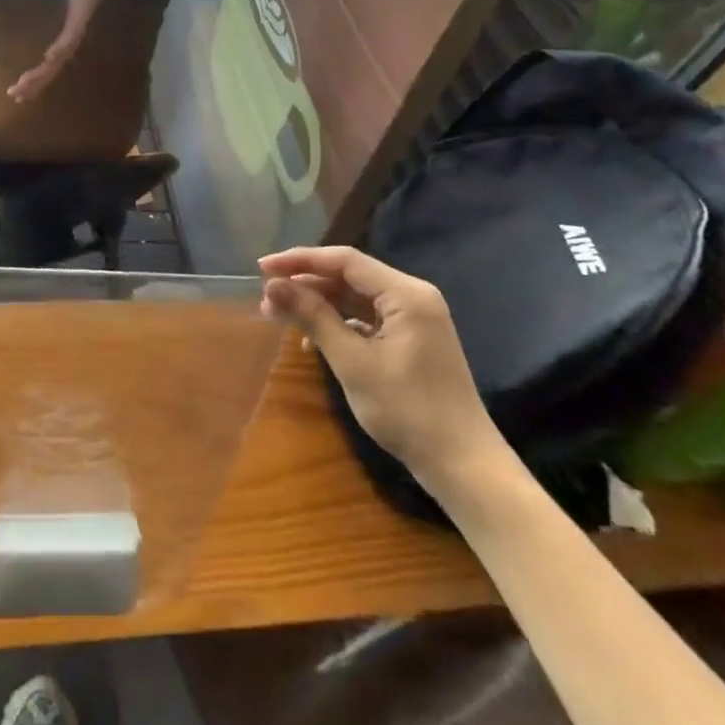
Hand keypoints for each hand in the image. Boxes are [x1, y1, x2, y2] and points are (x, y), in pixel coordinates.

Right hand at [8, 0, 96, 102]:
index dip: (32, 83)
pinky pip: (67, 40)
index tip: (16, 95)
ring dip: (40, 73)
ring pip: (55, 61)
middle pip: (49, 71)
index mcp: (62, 47)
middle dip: (32, 84)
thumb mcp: (52, 15)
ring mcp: (73, 37)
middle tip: (14, 95)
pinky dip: (58, 50)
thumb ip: (44, 25)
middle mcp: (68, 47)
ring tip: (24, 83)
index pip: (45, 71)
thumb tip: (23, 29)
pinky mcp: (77, 25)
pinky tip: (48, 57)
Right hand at [260, 246, 507, 492]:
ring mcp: (413, 319)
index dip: (300, 260)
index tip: (262, 268)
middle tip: (267, 297)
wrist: (461, 464)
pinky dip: (337, 323)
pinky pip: (366, 318)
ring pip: (355, 297)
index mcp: (406, 294)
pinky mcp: (410, 340)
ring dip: (318, 303)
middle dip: (306, 284)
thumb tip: (273, 286)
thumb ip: (313, 317)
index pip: (345, 261)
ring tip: (279, 314)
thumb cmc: (407, 410)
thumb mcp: (352, 362)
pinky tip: (311, 337)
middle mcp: (412, 296)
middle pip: (349, 276)